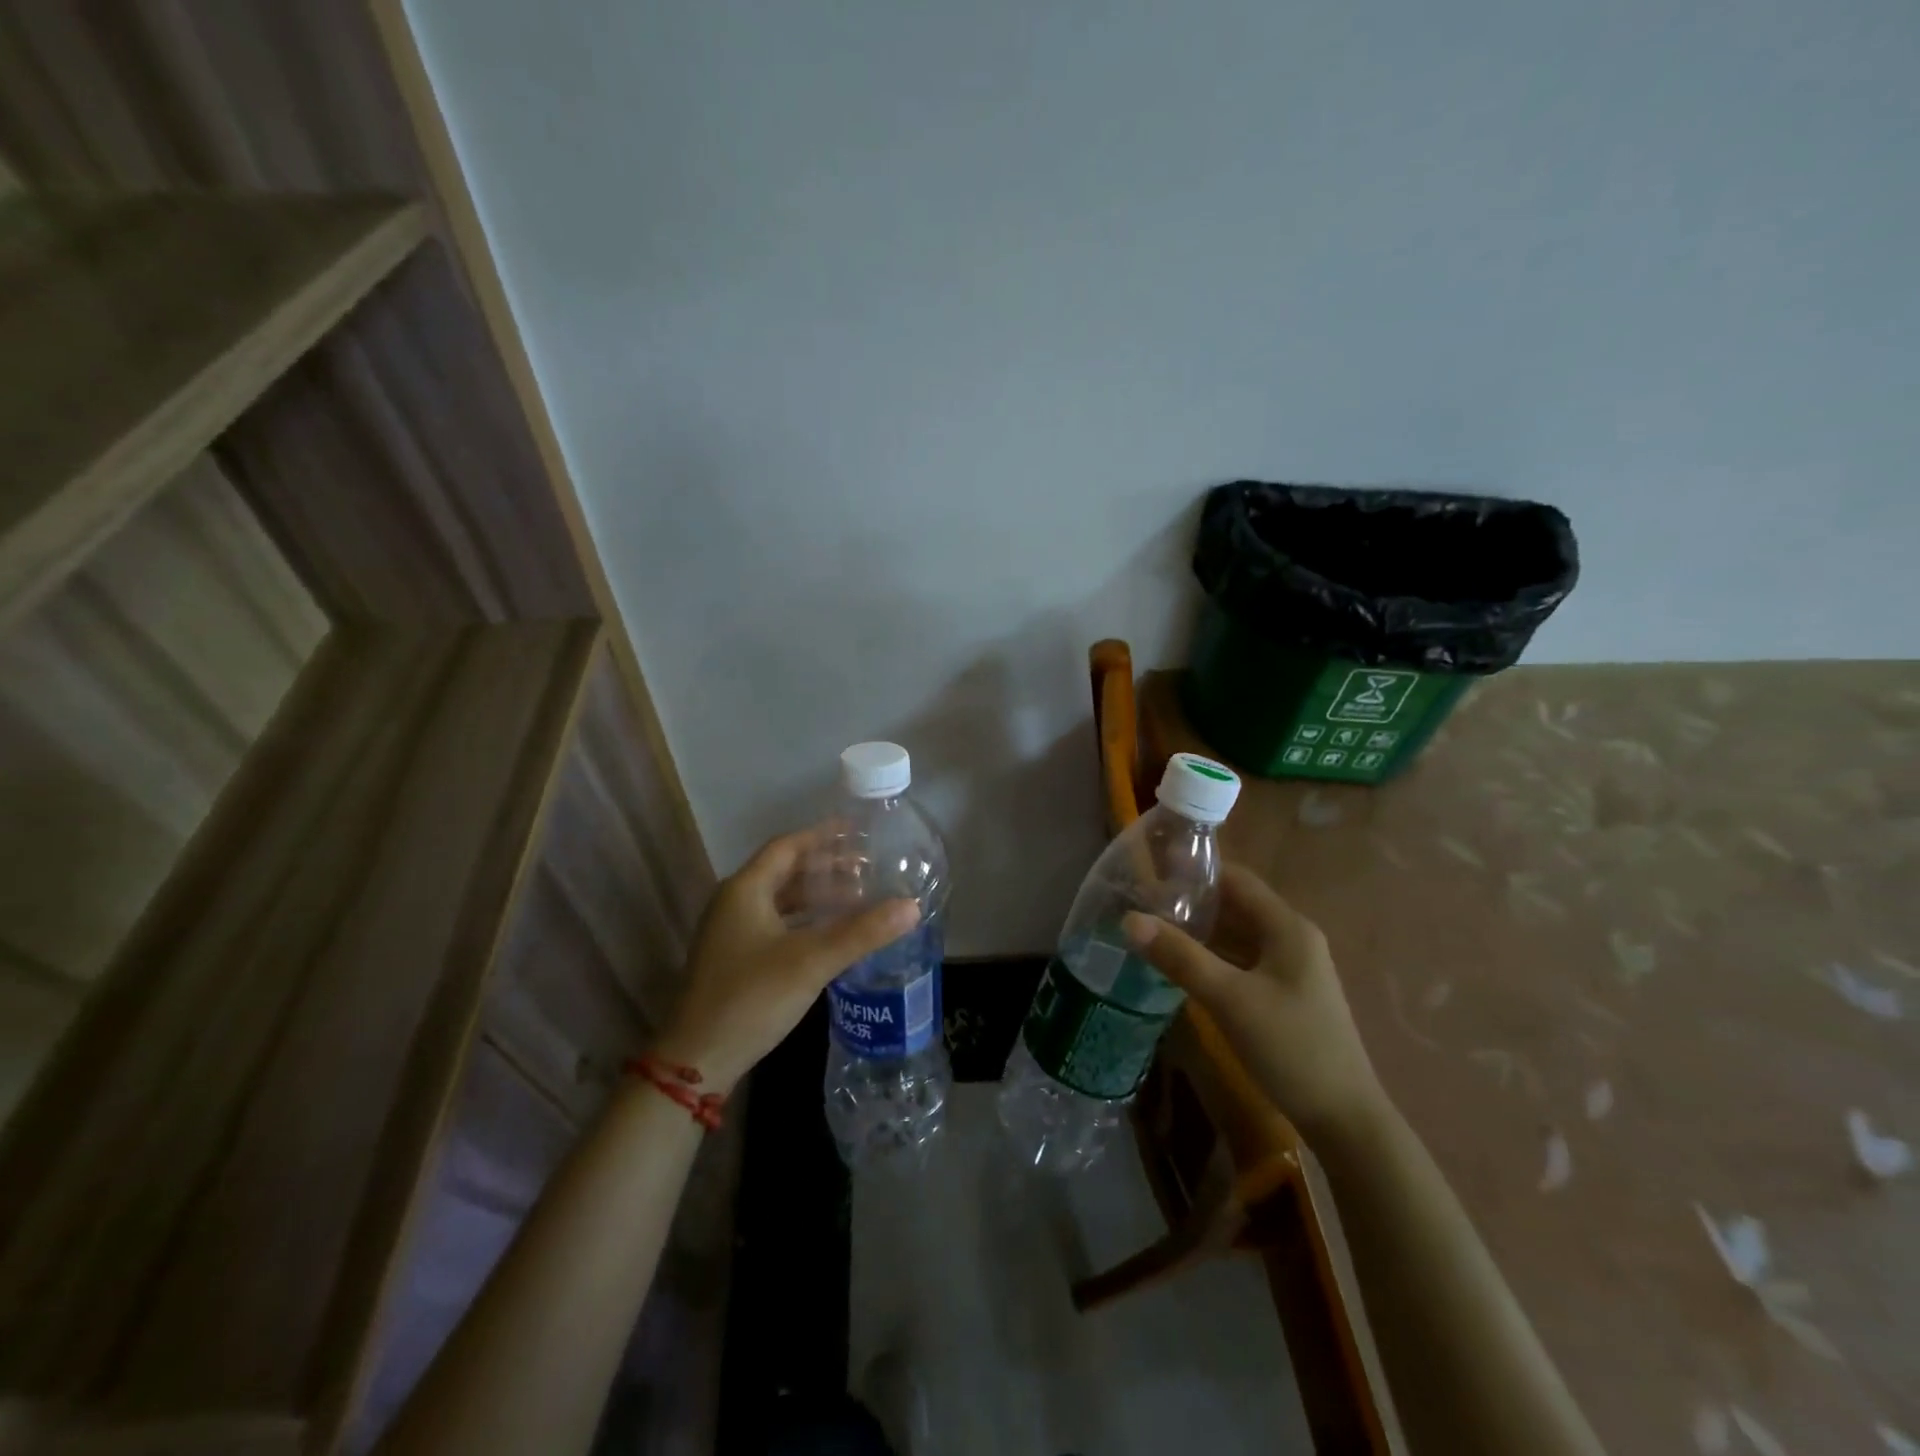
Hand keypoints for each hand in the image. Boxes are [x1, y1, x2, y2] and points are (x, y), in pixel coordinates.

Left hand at [656, 829, 919, 1092]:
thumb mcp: (811, 962)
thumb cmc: (751, 998)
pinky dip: (806, 920)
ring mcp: (733, 933)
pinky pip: (778, 924)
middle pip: (785, 871)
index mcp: (745, 889)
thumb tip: (912, 906)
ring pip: (782, 900)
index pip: (788, 846)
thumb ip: (862, 932)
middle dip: (827, 866)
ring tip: (859, 896)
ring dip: (818, 895)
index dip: (823, 836)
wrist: (696, 1061)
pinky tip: (833, 933)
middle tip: (869, 867)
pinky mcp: (737, 959)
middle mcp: (735, 903)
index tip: (859, 831)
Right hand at [1123, 863, 1384, 1137]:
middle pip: (1235, 905)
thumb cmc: (1291, 1047)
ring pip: (1236, 935)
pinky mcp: (1283, 993)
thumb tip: (1129, 919)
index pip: (1236, 879)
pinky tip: (1181, 964)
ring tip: (1152, 928)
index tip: (1152, 872)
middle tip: (1142, 902)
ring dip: (1199, 931)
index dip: (1195, 871)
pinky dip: (1212, 956)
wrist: (1344, 1120)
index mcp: (1287, 927)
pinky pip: (1241, 960)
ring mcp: (1290, 967)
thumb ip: (1180, 956)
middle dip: (1191, 902)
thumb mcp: (1229, 999)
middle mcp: (1291, 938)